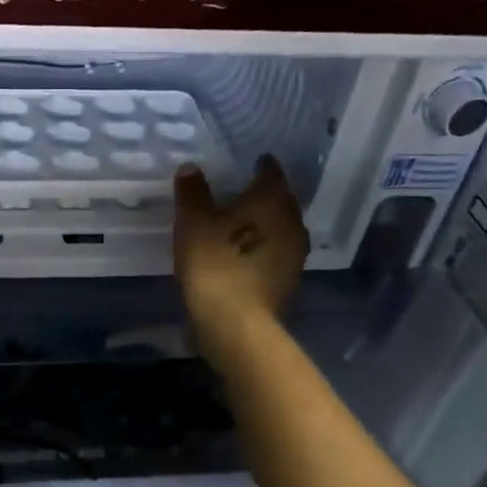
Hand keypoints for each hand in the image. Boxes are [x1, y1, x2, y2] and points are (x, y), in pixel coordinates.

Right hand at [173, 156, 308, 356]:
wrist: (236, 323)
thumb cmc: (215, 262)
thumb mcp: (192, 221)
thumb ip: (192, 191)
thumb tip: (191, 168)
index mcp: (273, 200)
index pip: (272, 172)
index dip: (261, 165)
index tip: (251, 163)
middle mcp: (292, 222)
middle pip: (282, 200)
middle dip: (266, 195)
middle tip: (244, 193)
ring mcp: (295, 254)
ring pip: (282, 229)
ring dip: (266, 225)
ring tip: (244, 225)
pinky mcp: (290, 281)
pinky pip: (277, 254)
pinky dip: (264, 249)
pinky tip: (246, 254)